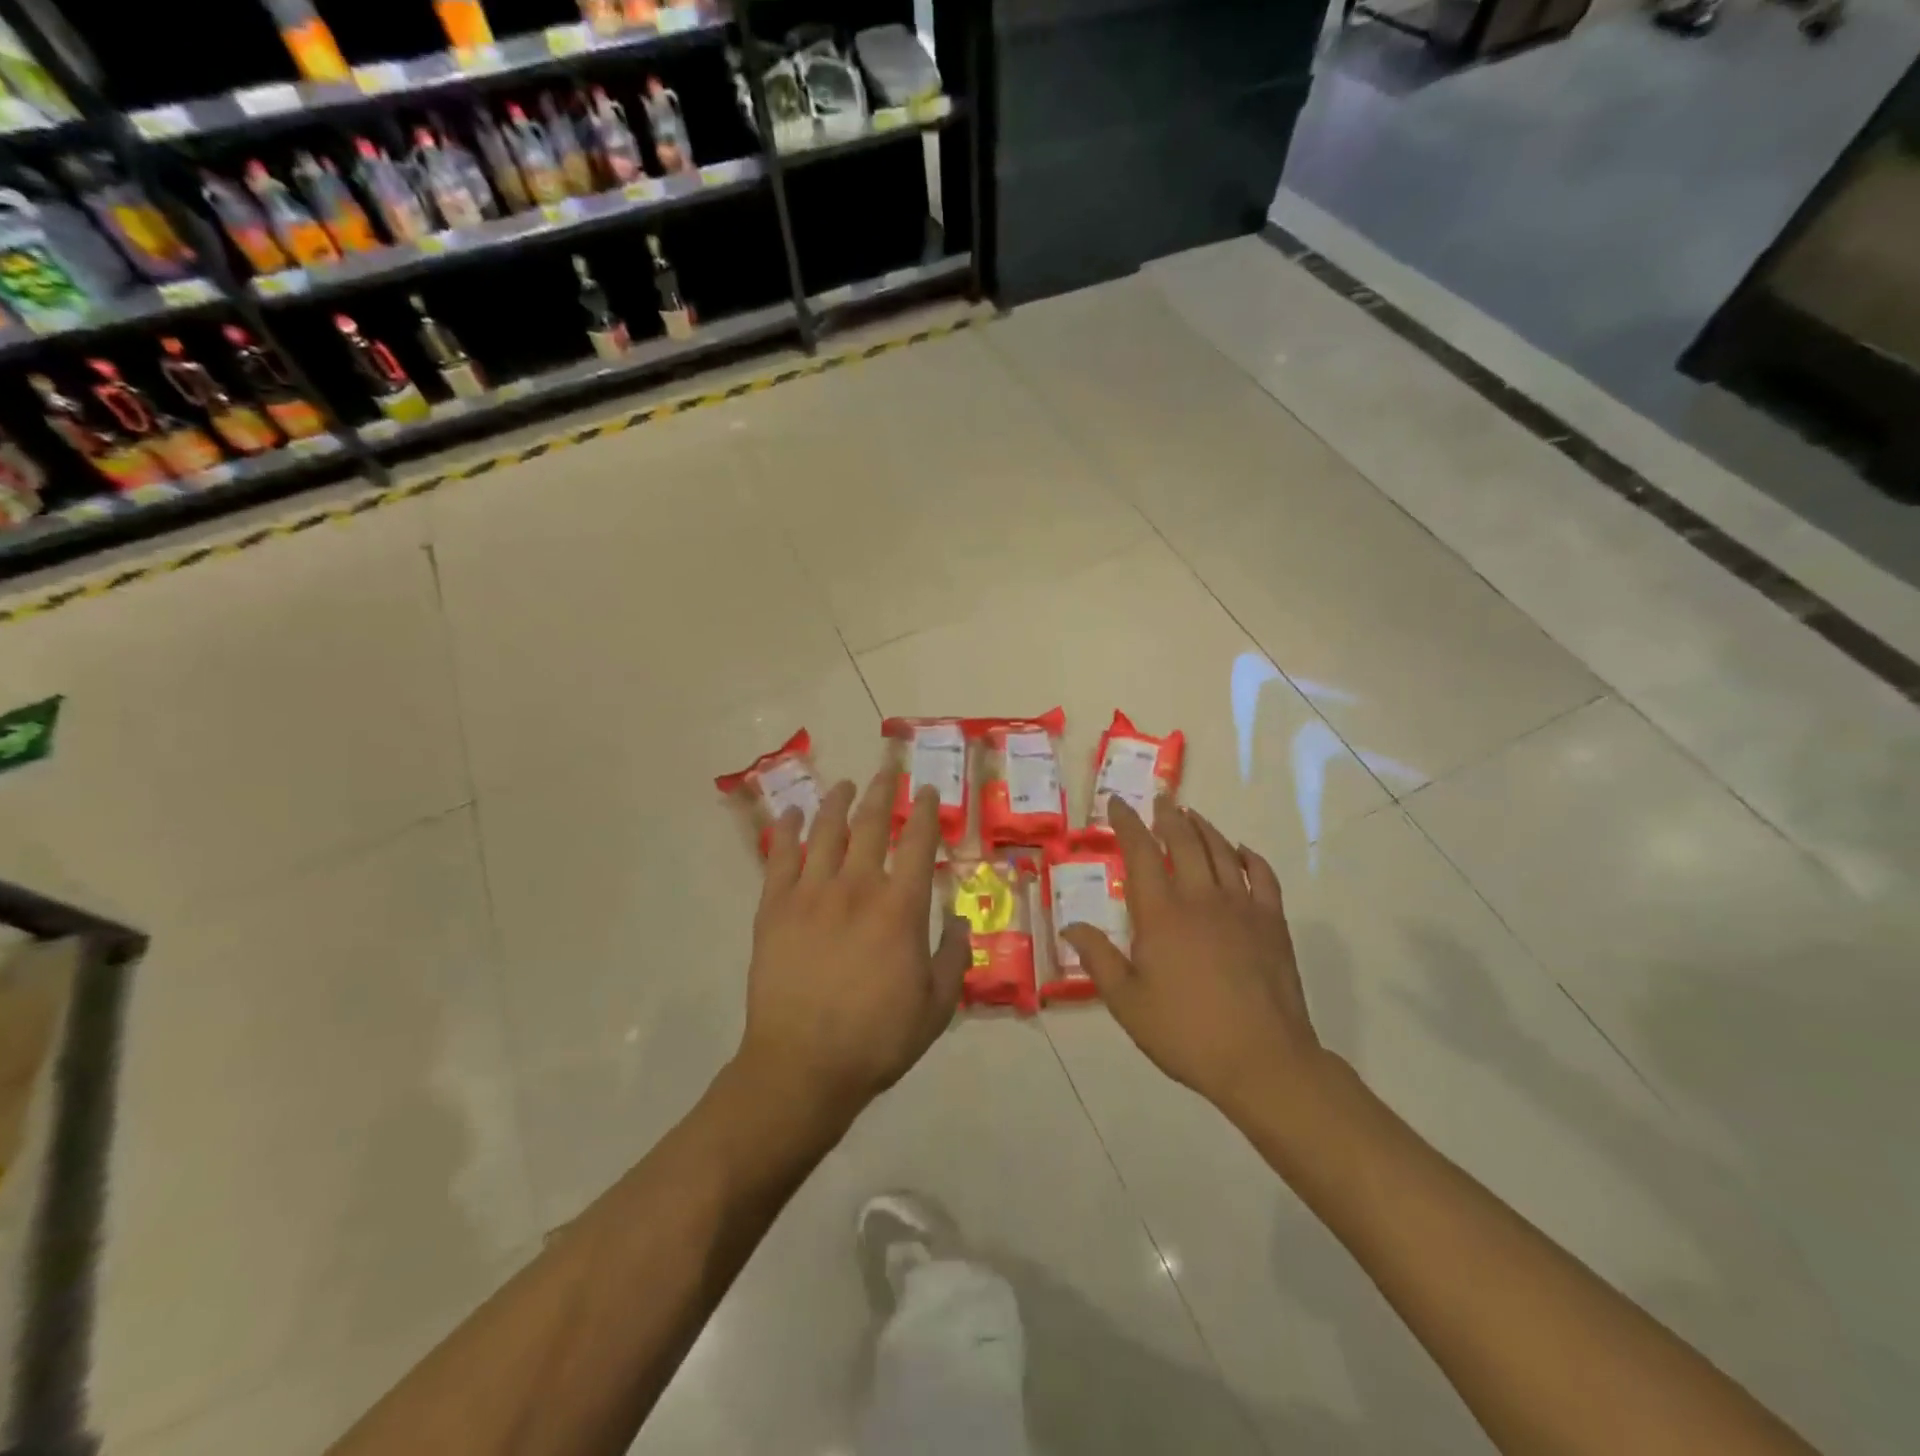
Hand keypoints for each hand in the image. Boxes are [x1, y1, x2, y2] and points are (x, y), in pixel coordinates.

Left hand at [736, 773, 970, 1132]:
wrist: (802, 1066)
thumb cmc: (876, 1039)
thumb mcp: (936, 1007)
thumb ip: (954, 958)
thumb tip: (962, 921)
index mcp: (900, 908)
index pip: (918, 843)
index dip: (925, 812)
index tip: (927, 791)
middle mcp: (857, 887)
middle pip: (871, 824)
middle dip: (882, 792)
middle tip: (887, 769)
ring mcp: (811, 894)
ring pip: (826, 832)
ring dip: (837, 802)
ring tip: (844, 785)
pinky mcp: (774, 908)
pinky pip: (781, 857)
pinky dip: (789, 831)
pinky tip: (794, 814)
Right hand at [1061, 797, 1322, 1118]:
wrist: (1262, 1060)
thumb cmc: (1185, 1032)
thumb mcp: (1127, 1002)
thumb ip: (1098, 958)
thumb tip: (1071, 925)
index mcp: (1160, 914)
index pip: (1139, 853)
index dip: (1127, 823)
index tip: (1119, 803)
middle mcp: (1200, 897)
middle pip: (1183, 841)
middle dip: (1168, 816)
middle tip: (1161, 801)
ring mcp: (1241, 907)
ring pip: (1221, 851)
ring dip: (1204, 828)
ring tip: (1192, 816)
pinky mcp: (1272, 922)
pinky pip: (1263, 876)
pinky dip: (1250, 857)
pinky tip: (1242, 851)